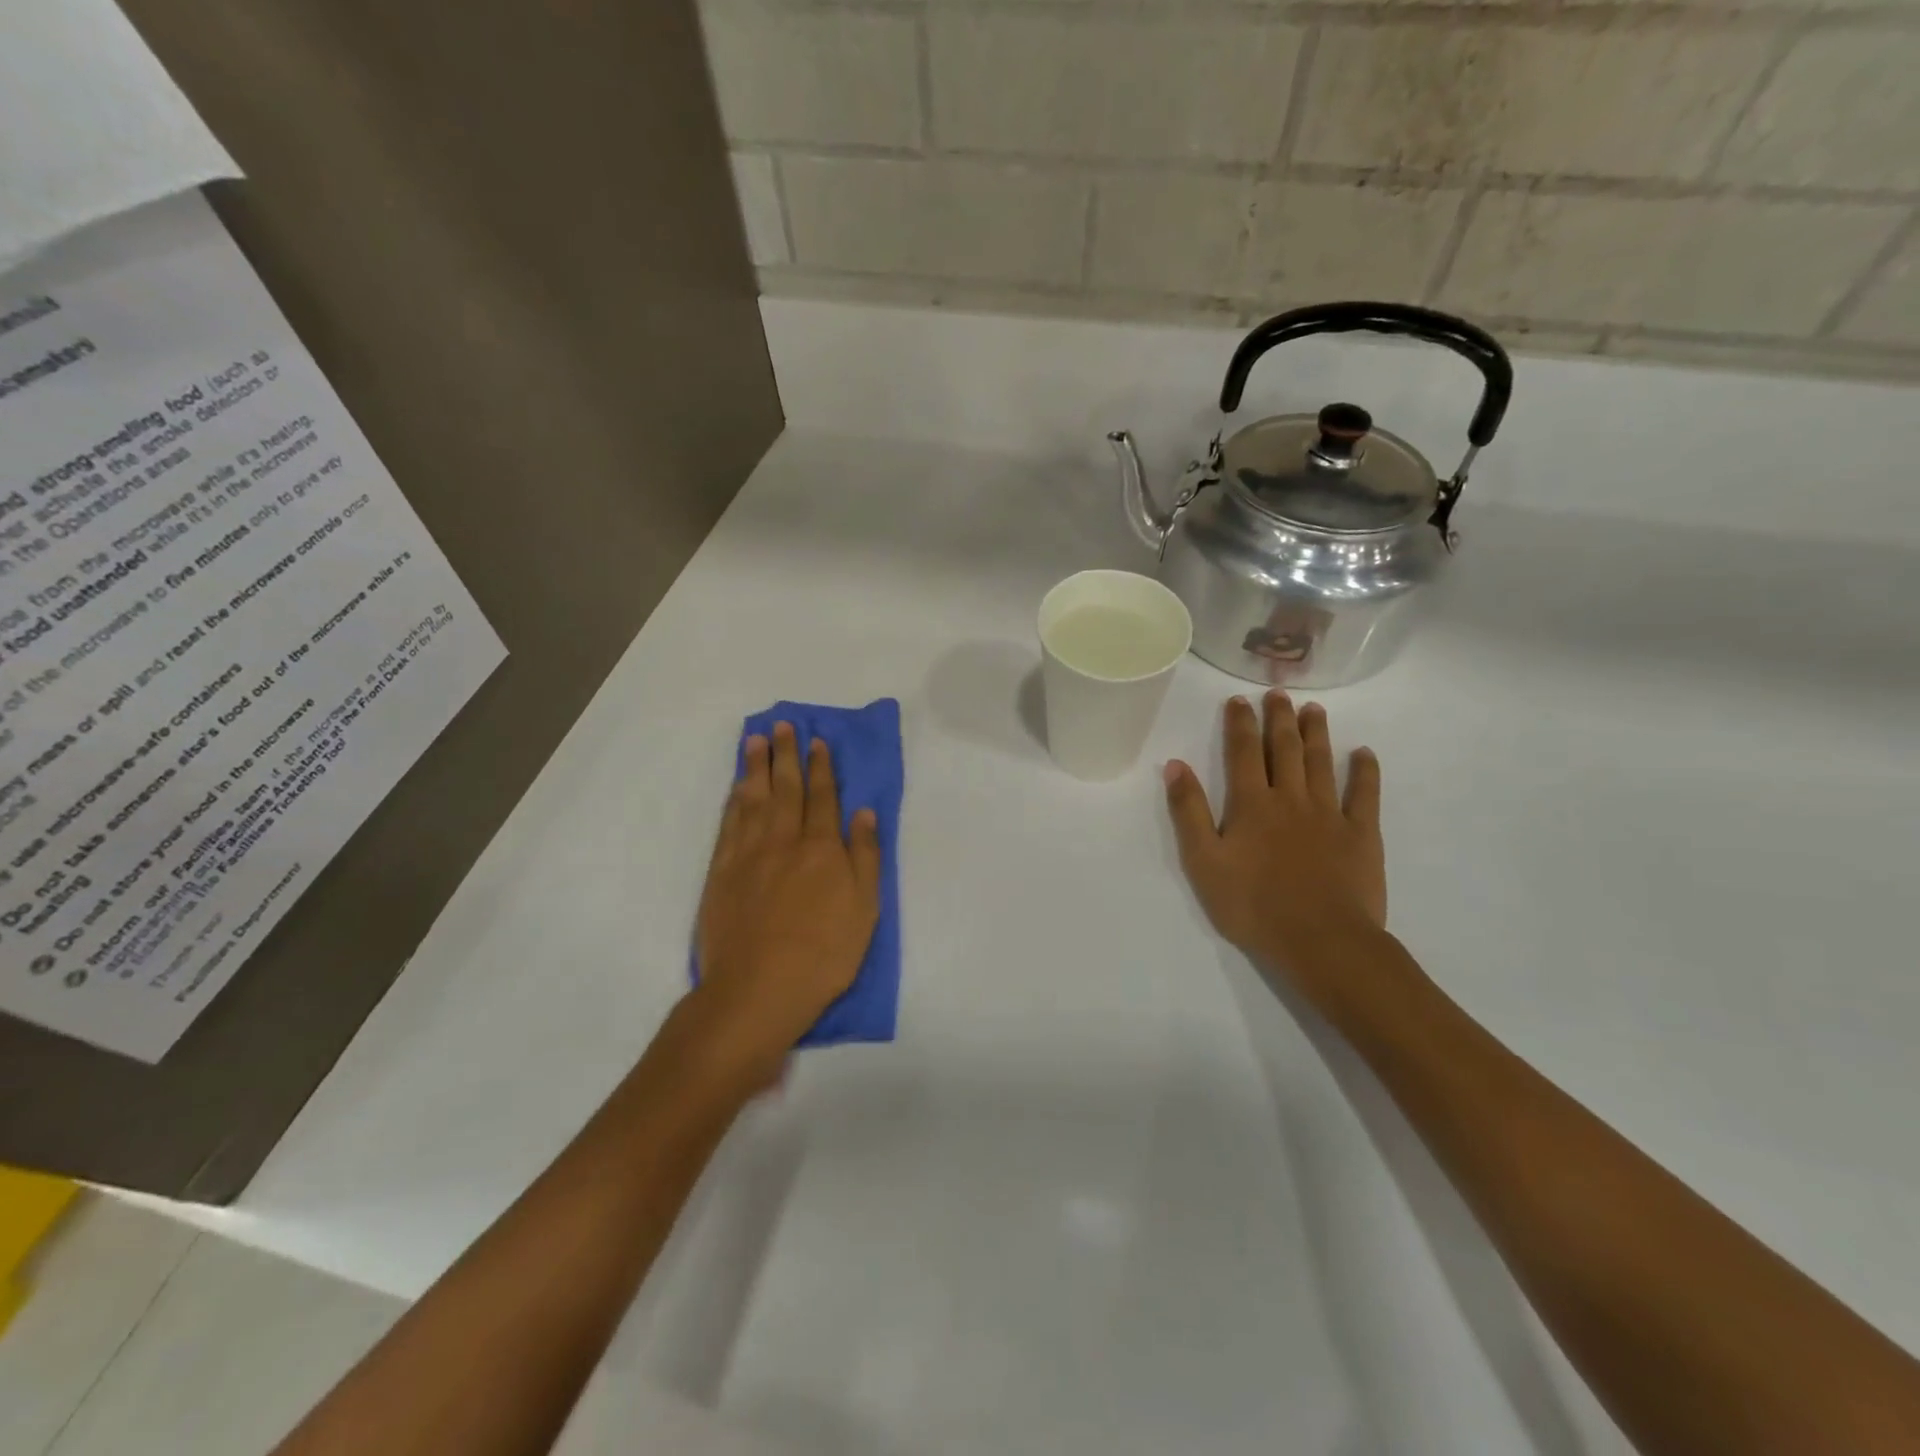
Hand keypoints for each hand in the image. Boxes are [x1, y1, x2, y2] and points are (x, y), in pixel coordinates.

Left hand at [692, 722, 881, 1076]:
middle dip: (786, 754)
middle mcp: (784, 840)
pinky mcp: (721, 872)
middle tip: (782, 725)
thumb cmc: (824, 953)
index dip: (821, 767)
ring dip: (755, 767)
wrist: (759, 989)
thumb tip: (863, 812)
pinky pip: (729, 824)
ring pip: (753, 799)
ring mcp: (748, 854)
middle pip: (785, 788)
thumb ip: (864, 856)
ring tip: (755, 740)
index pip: (823, 796)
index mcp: (822, 848)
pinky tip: (736, 787)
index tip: (817, 741)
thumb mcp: (865, 908)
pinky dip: (733, 800)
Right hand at [1164, 693, 1386, 1004]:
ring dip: (1316, 733)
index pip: (1243, 753)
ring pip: (1321, 763)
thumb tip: (1175, 765)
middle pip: (1284, 749)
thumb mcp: (1203, 862)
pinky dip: (1364, 771)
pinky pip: (1365, 794)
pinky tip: (1363, 753)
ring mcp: (1330, 814)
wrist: (1320, 941)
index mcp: (1251, 804)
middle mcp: (1290, 798)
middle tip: (1278, 693)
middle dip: (1279, 718)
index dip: (1239, 724)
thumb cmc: (1253, 905)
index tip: (1238, 700)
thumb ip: (1189, 811)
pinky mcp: (1362, 834)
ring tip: (1314, 709)